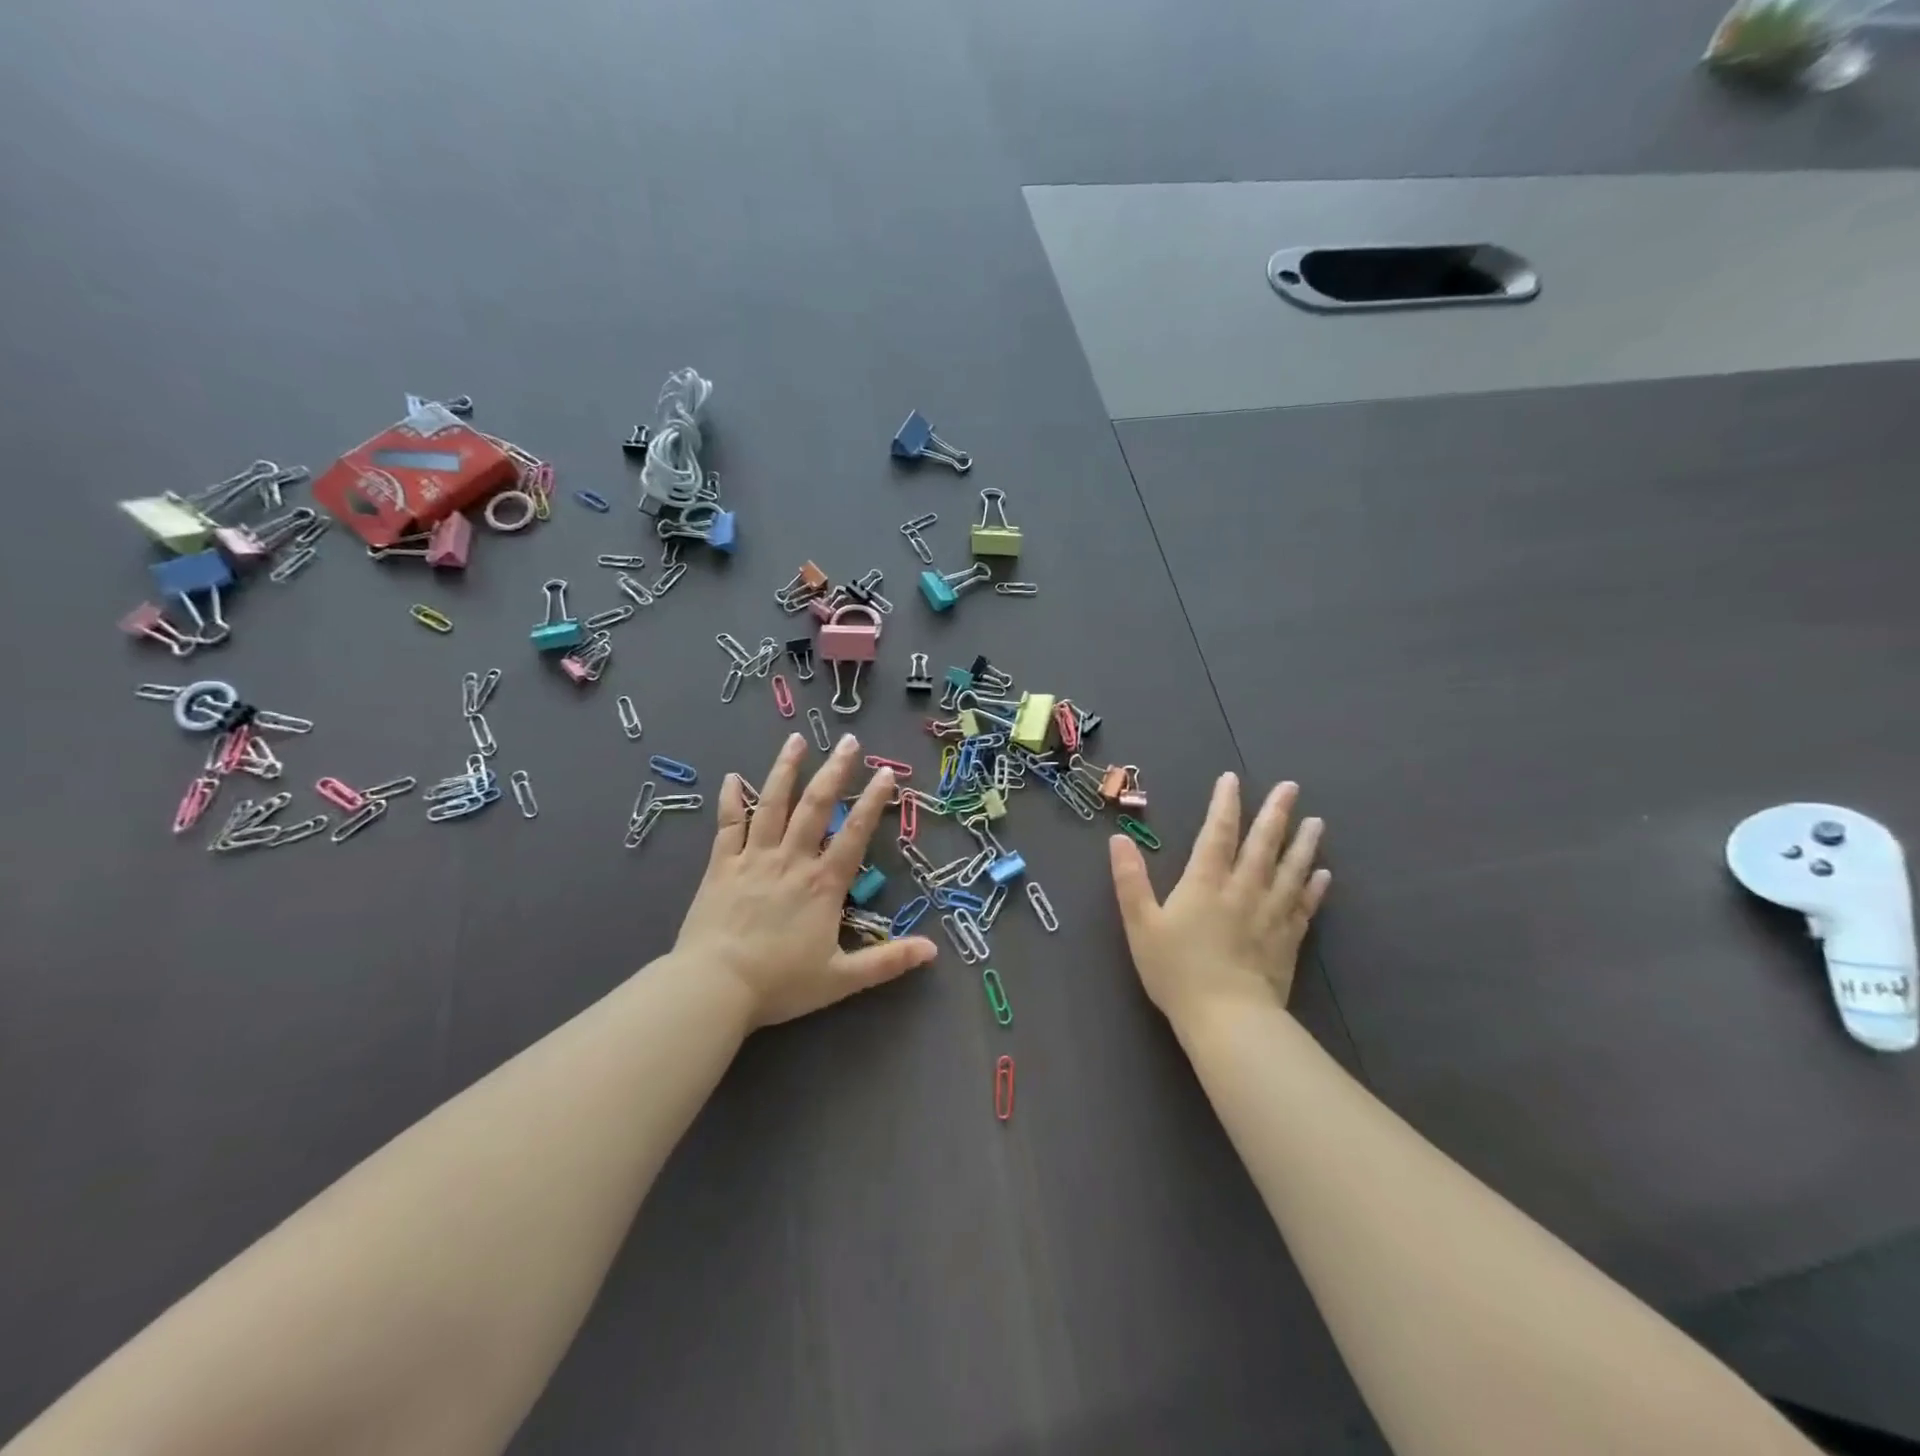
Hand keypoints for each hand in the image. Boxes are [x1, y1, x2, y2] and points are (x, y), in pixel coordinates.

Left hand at [675, 731, 937, 1028]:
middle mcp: (791, 861)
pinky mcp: (722, 866)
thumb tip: (933, 951)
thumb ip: (888, 961)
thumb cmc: (779, 984)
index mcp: (823, 884)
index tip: (886, 773)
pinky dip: (731, 799)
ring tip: (796, 740)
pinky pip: (728, 825)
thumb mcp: (842, 979)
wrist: (714, 988)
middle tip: (849, 741)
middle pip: (815, 807)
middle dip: (835, 771)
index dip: (873, 802)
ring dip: (785, 770)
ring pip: (772, 805)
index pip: (854, 834)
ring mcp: (753, 859)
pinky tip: (732, 777)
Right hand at [1109, 773, 1329, 1028]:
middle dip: (1275, 813)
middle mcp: (1243, 890)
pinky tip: (1323, 874)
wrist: (1227, 1020)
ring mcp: (1270, 914)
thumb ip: (1130, 880)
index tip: (1231, 779)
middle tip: (1291, 787)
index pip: (1218, 833)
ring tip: (1317, 822)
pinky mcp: (1288, 940)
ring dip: (1304, 844)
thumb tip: (1118, 839)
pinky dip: (1314, 888)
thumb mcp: (1140, 925)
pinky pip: (1304, 906)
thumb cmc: (1177, 971)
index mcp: (1205, 883)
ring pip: (1290, 870)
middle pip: (1263, 844)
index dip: (1224, 804)